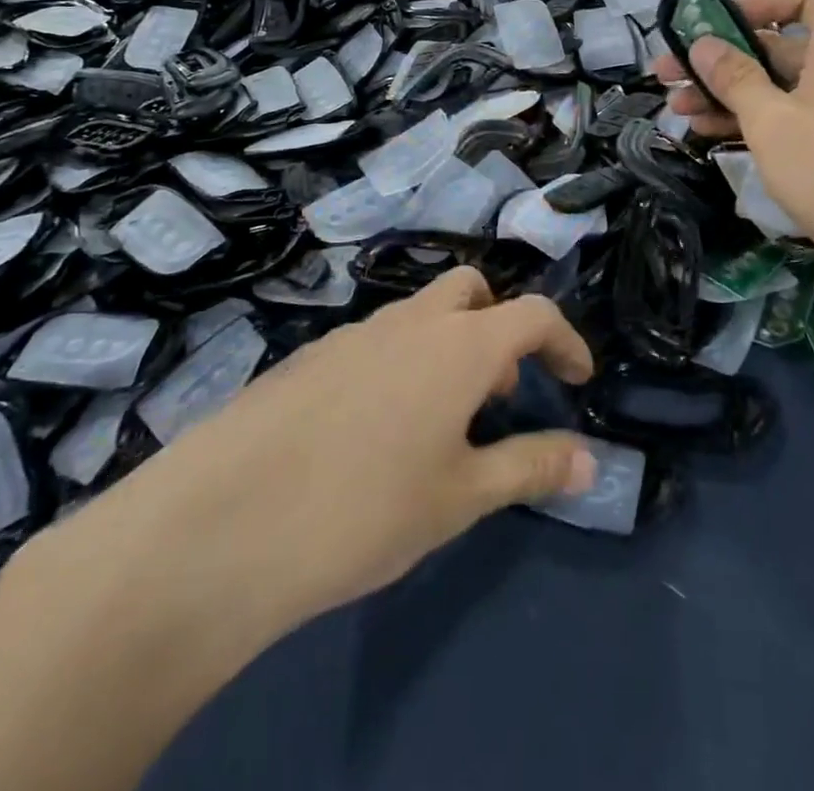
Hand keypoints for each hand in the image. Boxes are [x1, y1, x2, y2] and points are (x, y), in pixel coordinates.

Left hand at [26, 269, 595, 667]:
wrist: (223, 523)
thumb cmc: (364, 509)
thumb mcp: (460, 497)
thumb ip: (530, 467)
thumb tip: (590, 458)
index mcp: (459, 344)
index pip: (533, 313)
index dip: (565, 341)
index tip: (578, 380)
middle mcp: (409, 320)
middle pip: (471, 290)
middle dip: (499, 324)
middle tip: (501, 389)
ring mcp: (352, 332)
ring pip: (419, 313)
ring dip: (447, 345)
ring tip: (441, 419)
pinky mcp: (309, 356)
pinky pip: (374, 340)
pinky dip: (399, 362)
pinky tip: (375, 429)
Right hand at [652, 0, 813, 303]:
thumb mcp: (770, 120)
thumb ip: (733, 77)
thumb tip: (701, 43)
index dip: (762, 0)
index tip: (716, 22)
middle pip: (777, 45)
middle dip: (720, 58)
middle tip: (669, 72)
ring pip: (774, 86)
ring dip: (724, 93)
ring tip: (675, 108)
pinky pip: (785, 116)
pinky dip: (748, 119)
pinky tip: (705, 132)